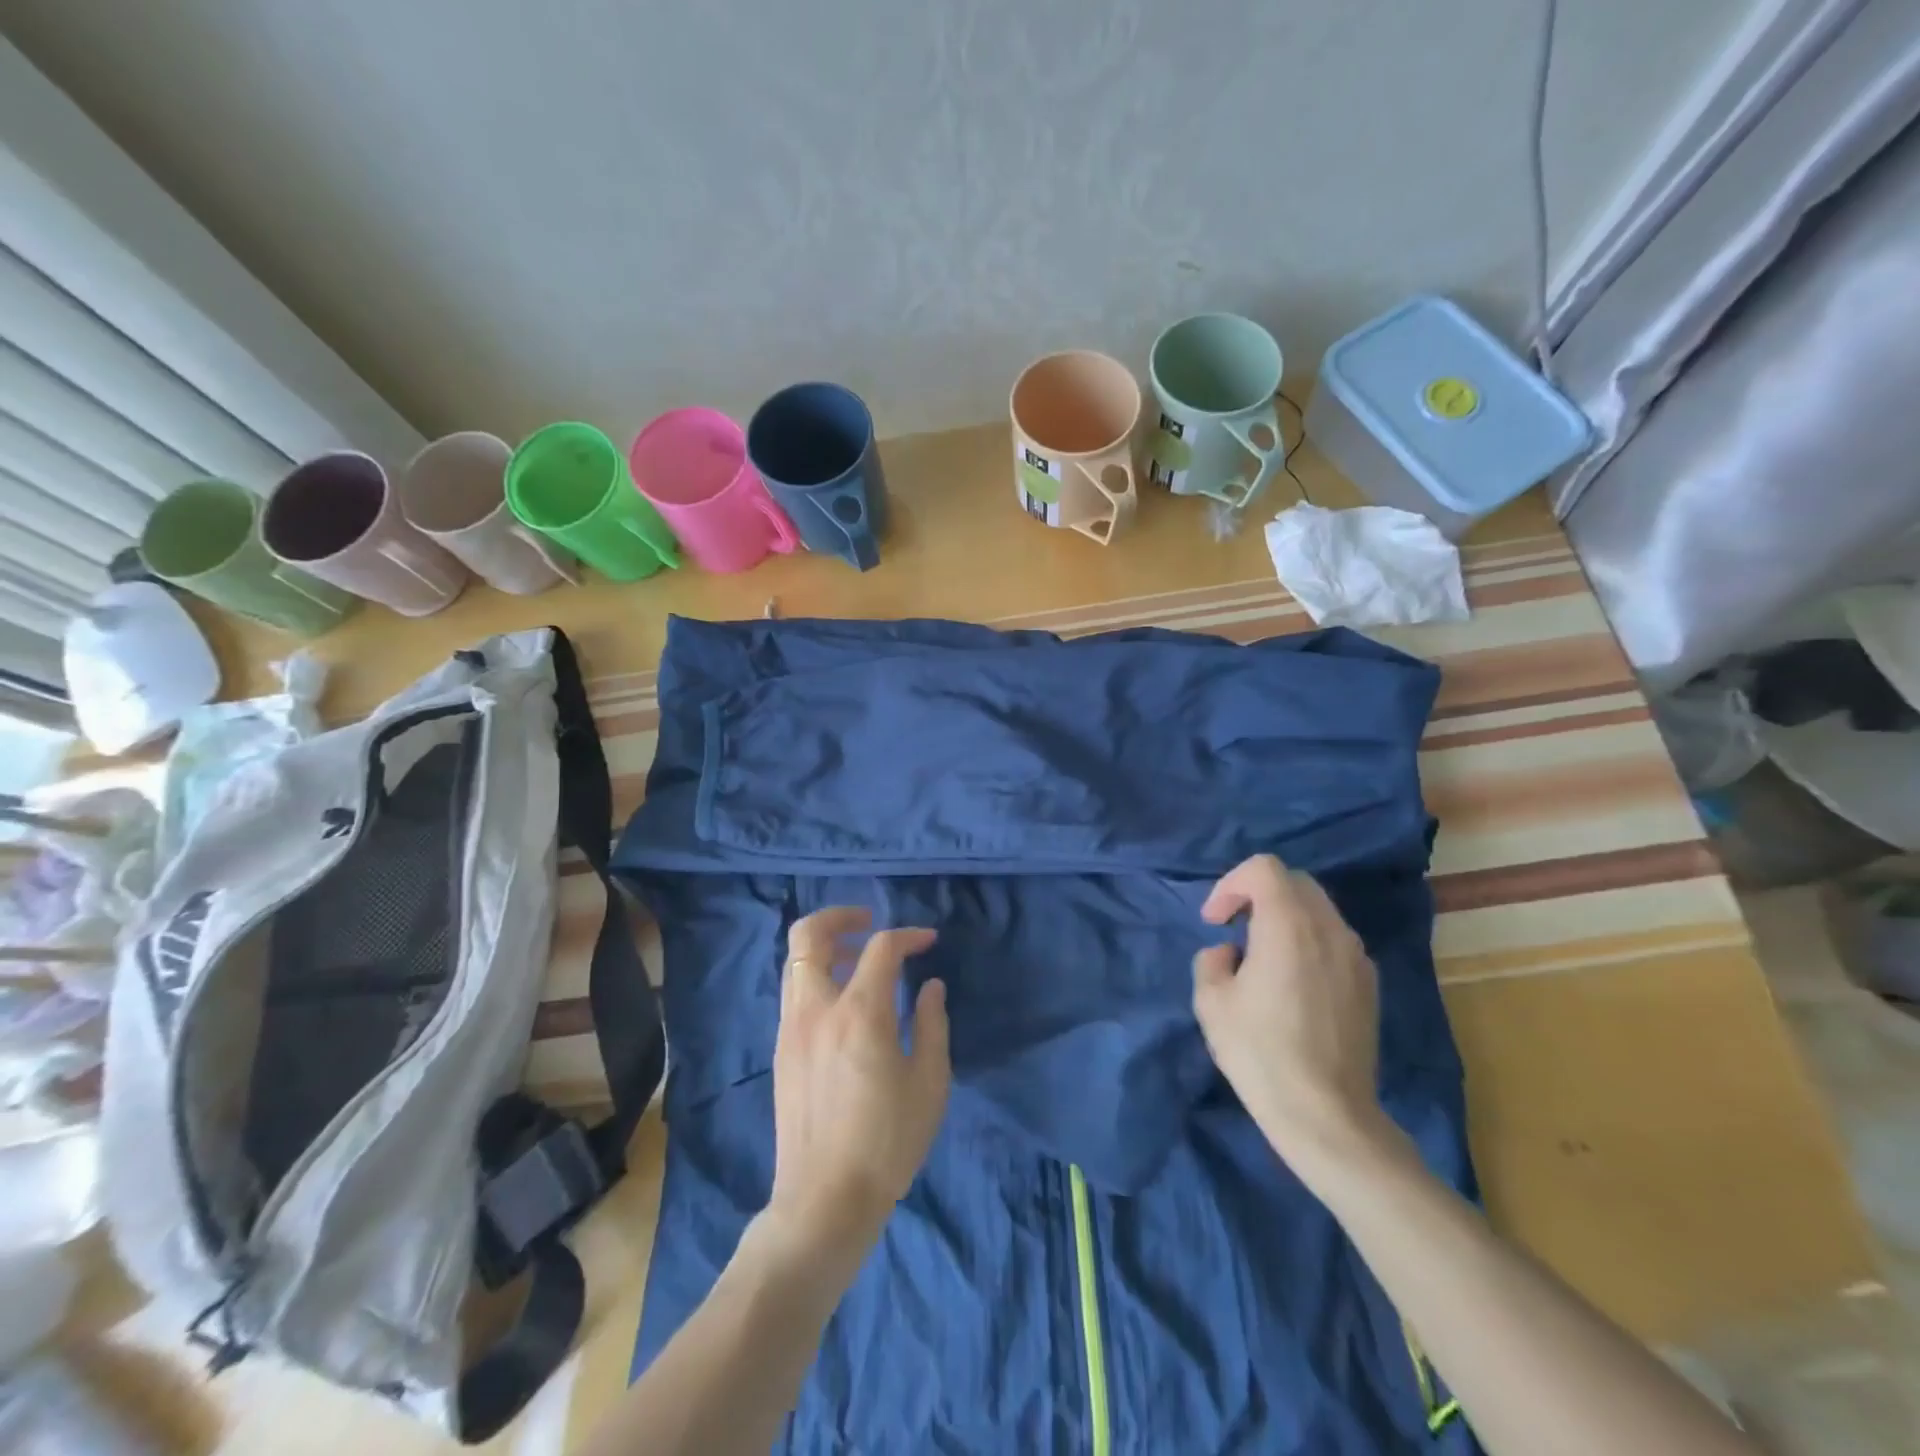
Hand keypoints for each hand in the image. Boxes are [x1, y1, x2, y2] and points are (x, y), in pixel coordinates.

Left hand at [766, 908, 949, 1265]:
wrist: (824, 1201)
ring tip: (860, 960)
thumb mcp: (928, 1083)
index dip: (908, 935)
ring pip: (796, 961)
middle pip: (810, 934)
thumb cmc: (887, 1143)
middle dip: (841, 917)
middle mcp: (816, 1008)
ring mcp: (791, 1028)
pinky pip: (795, 991)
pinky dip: (817, 976)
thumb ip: (931, 1024)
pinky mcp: (781, 1050)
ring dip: (827, 946)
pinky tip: (845, 1002)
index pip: (881, 948)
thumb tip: (929, 986)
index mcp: (859, 1013)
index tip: (928, 941)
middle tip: (870, 924)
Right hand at [1192, 855, 1393, 1183]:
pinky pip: (1334, 940)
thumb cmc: (1261, 1053)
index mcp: (1289, 925)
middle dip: (1258, 894)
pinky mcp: (1369, 984)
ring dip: (1284, 918)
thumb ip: (1212, 959)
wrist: (1327, 1116)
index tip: (1215, 920)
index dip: (1231, 883)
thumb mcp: (1211, 1002)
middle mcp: (1330, 929)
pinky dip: (1308, 942)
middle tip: (1234, 928)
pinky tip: (1292, 985)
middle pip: (1294, 882)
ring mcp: (1356, 957)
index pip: (1264, 868)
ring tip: (1262, 958)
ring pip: (1318, 910)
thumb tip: (1231, 953)